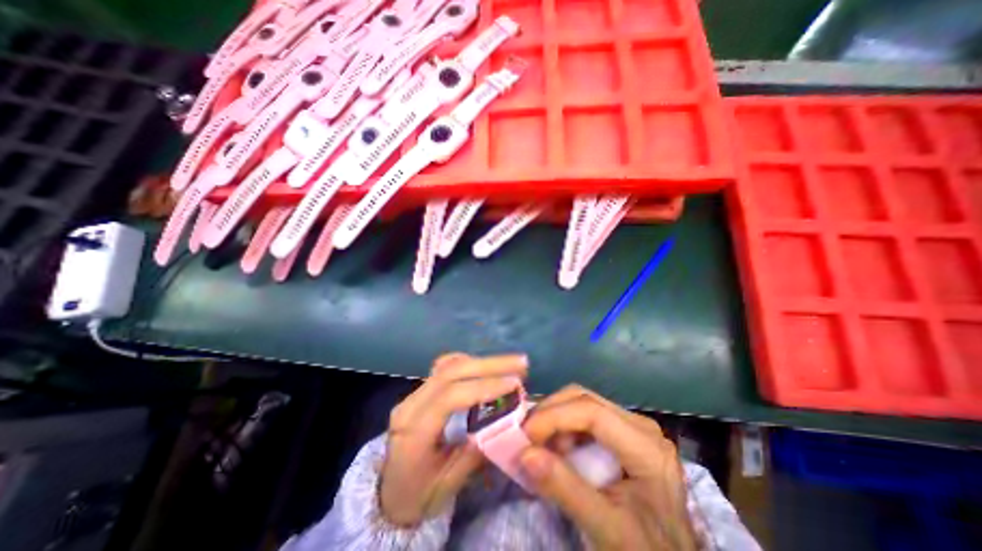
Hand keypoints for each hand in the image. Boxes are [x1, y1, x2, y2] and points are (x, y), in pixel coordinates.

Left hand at [379, 354, 529, 524]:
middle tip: (520, 363)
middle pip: (450, 371)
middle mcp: (410, 405)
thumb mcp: (449, 485)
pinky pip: (445, 368)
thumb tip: (505, 423)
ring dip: (482, 361)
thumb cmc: (418, 495)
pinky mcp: (420, 391)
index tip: (515, 383)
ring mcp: (413, 394)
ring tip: (509, 364)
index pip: (450, 396)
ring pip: (448, 365)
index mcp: (413, 432)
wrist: (389, 494)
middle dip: (489, 364)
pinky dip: (469, 364)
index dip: (484, 386)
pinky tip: (486, 368)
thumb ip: (475, 453)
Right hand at [522, 386, 697, 549]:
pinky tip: (557, 451)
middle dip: (550, 413)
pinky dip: (563, 428)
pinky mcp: (622, 431)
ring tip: (541, 449)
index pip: (592, 412)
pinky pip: (584, 415)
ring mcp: (631, 425)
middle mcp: (640, 425)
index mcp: (646, 447)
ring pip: (581, 402)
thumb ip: (566, 490)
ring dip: (555, 420)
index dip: (554, 417)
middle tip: (526, 438)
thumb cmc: (645, 550)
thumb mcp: (607, 529)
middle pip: (584, 399)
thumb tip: (524, 454)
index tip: (524, 436)